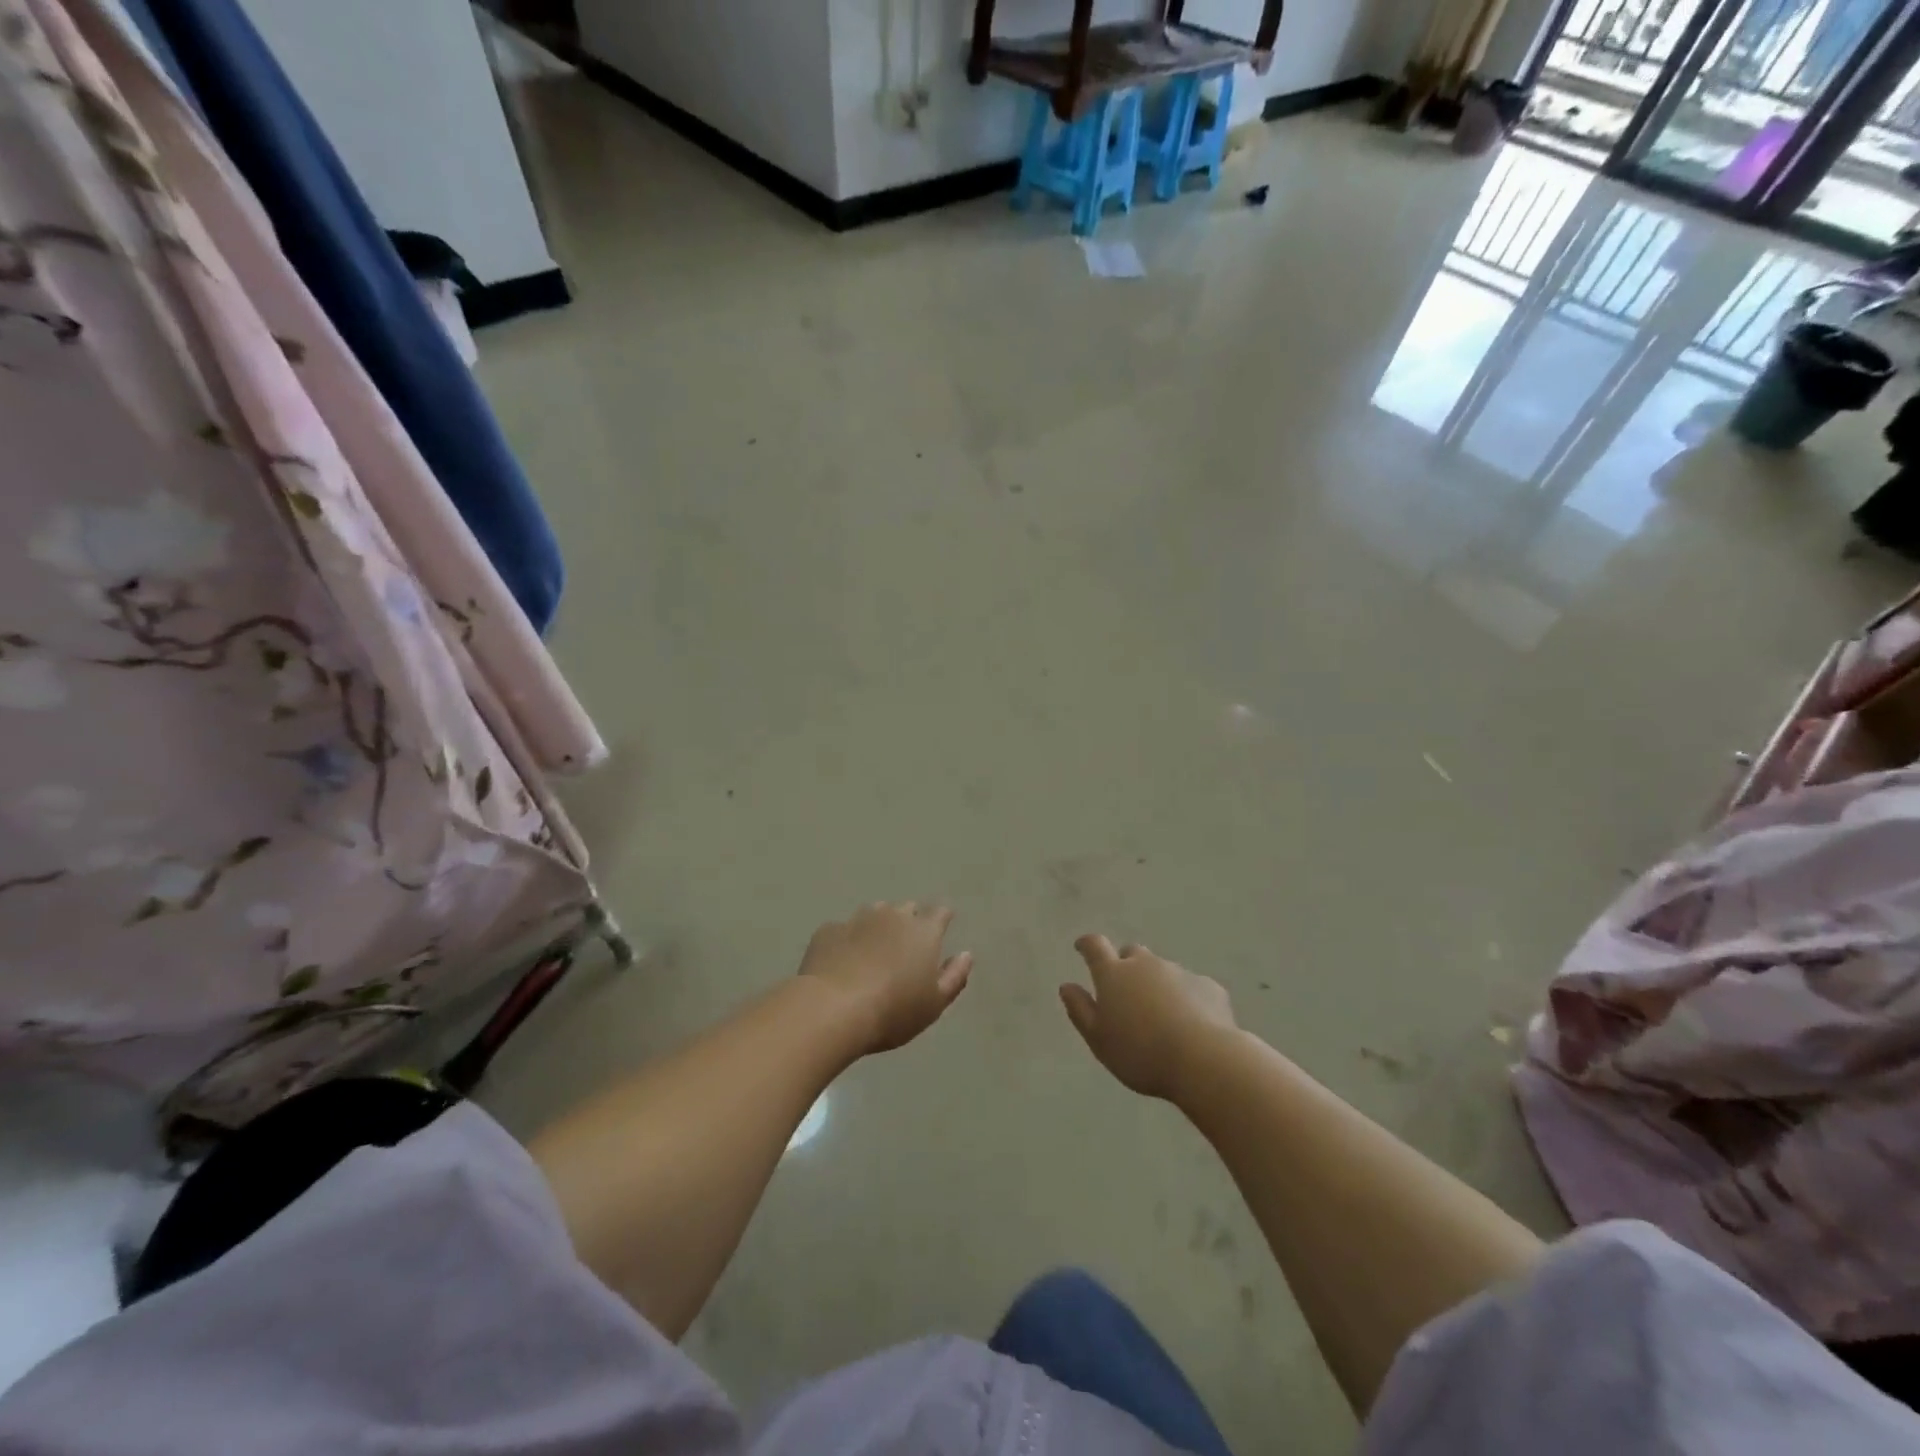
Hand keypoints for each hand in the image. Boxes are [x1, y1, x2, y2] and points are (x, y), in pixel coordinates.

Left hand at [798, 902, 972, 1055]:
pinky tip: (842, 963)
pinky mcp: (828, 931)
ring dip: (878, 926)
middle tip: (906, 946)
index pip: (940, 912)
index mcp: (923, 931)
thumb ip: (954, 977)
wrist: (832, 1009)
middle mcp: (892, 916)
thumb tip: (966, 954)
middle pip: (906, 909)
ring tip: (873, 951)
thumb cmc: (893, 1011)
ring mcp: (857, 919)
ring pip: (874, 913)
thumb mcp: (934, 1004)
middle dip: (910, 921)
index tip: (942, 925)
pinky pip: (843, 930)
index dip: (942, 918)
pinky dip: (847, 941)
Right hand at [1060, 935, 1235, 1099]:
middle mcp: (1145, 964)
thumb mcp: (1099, 1040)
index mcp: (1114, 974)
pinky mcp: (1208, 986)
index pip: (1095, 946)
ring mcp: (1179, 972)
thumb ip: (1080, 1010)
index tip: (1082, 948)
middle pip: (1132, 954)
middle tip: (1125, 992)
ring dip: (1156, 984)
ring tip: (1160, 1015)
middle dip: (1126, 966)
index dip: (1086, 945)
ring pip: (1162, 970)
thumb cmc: (1140, 1053)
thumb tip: (1066, 986)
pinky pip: (1191, 987)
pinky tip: (1191, 1023)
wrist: (1204, 1060)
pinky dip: (1186, 998)